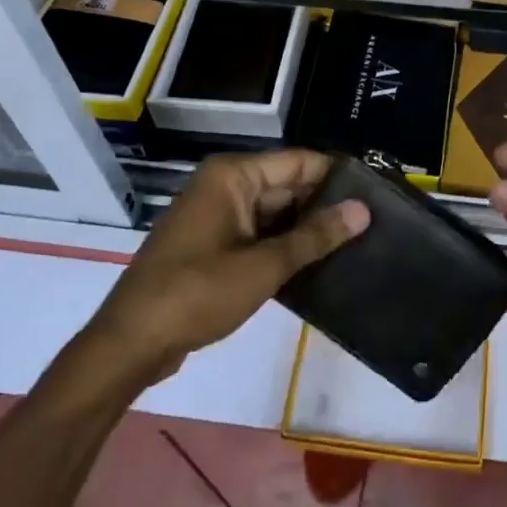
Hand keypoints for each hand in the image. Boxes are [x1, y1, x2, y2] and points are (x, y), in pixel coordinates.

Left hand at [92, 150, 368, 380]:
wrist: (130, 344)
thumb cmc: (196, 294)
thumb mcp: (263, 267)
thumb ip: (315, 237)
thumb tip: (363, 210)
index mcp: (233, 176)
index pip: (298, 162)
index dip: (337, 175)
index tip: (376, 193)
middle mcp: (225, 186)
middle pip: (287, 185)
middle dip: (324, 205)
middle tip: (373, 224)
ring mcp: (217, 216)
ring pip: (275, 212)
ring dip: (306, 229)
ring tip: (357, 243)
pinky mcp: (213, 245)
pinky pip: (259, 234)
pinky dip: (284, 246)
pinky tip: (318, 264)